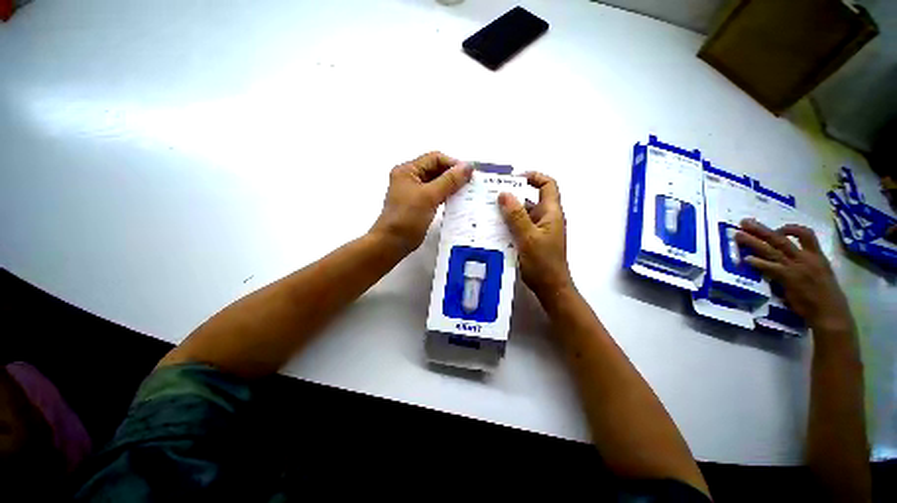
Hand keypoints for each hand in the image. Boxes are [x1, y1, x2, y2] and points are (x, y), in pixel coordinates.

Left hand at [371, 151, 471, 254]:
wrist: (393, 242)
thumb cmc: (408, 217)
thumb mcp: (429, 196)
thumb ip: (449, 180)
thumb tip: (468, 166)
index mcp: (408, 170)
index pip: (434, 159)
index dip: (453, 164)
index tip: (469, 174)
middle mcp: (411, 178)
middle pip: (436, 170)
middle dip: (453, 175)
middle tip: (471, 184)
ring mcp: (415, 192)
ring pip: (437, 183)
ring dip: (451, 186)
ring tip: (467, 192)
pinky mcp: (420, 204)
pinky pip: (436, 195)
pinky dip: (447, 196)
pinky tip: (458, 201)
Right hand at [498, 172, 572, 299]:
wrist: (550, 287)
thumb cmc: (543, 262)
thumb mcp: (527, 237)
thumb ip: (516, 216)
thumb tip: (503, 194)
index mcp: (551, 213)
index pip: (548, 185)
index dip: (533, 177)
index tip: (513, 179)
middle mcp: (546, 218)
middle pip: (531, 199)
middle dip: (512, 196)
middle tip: (491, 197)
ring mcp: (538, 229)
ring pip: (522, 214)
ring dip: (507, 212)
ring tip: (487, 211)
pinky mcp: (531, 239)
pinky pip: (519, 226)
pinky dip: (508, 225)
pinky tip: (492, 228)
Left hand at [735, 219, 852, 332]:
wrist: (830, 311)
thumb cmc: (826, 296)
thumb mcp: (821, 273)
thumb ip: (806, 264)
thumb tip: (789, 260)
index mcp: (817, 256)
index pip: (806, 234)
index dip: (791, 228)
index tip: (778, 228)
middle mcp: (806, 258)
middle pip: (781, 239)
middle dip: (761, 230)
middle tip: (745, 222)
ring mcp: (796, 267)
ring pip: (771, 250)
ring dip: (753, 242)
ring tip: (738, 235)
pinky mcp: (788, 278)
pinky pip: (770, 267)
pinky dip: (758, 262)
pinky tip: (746, 259)